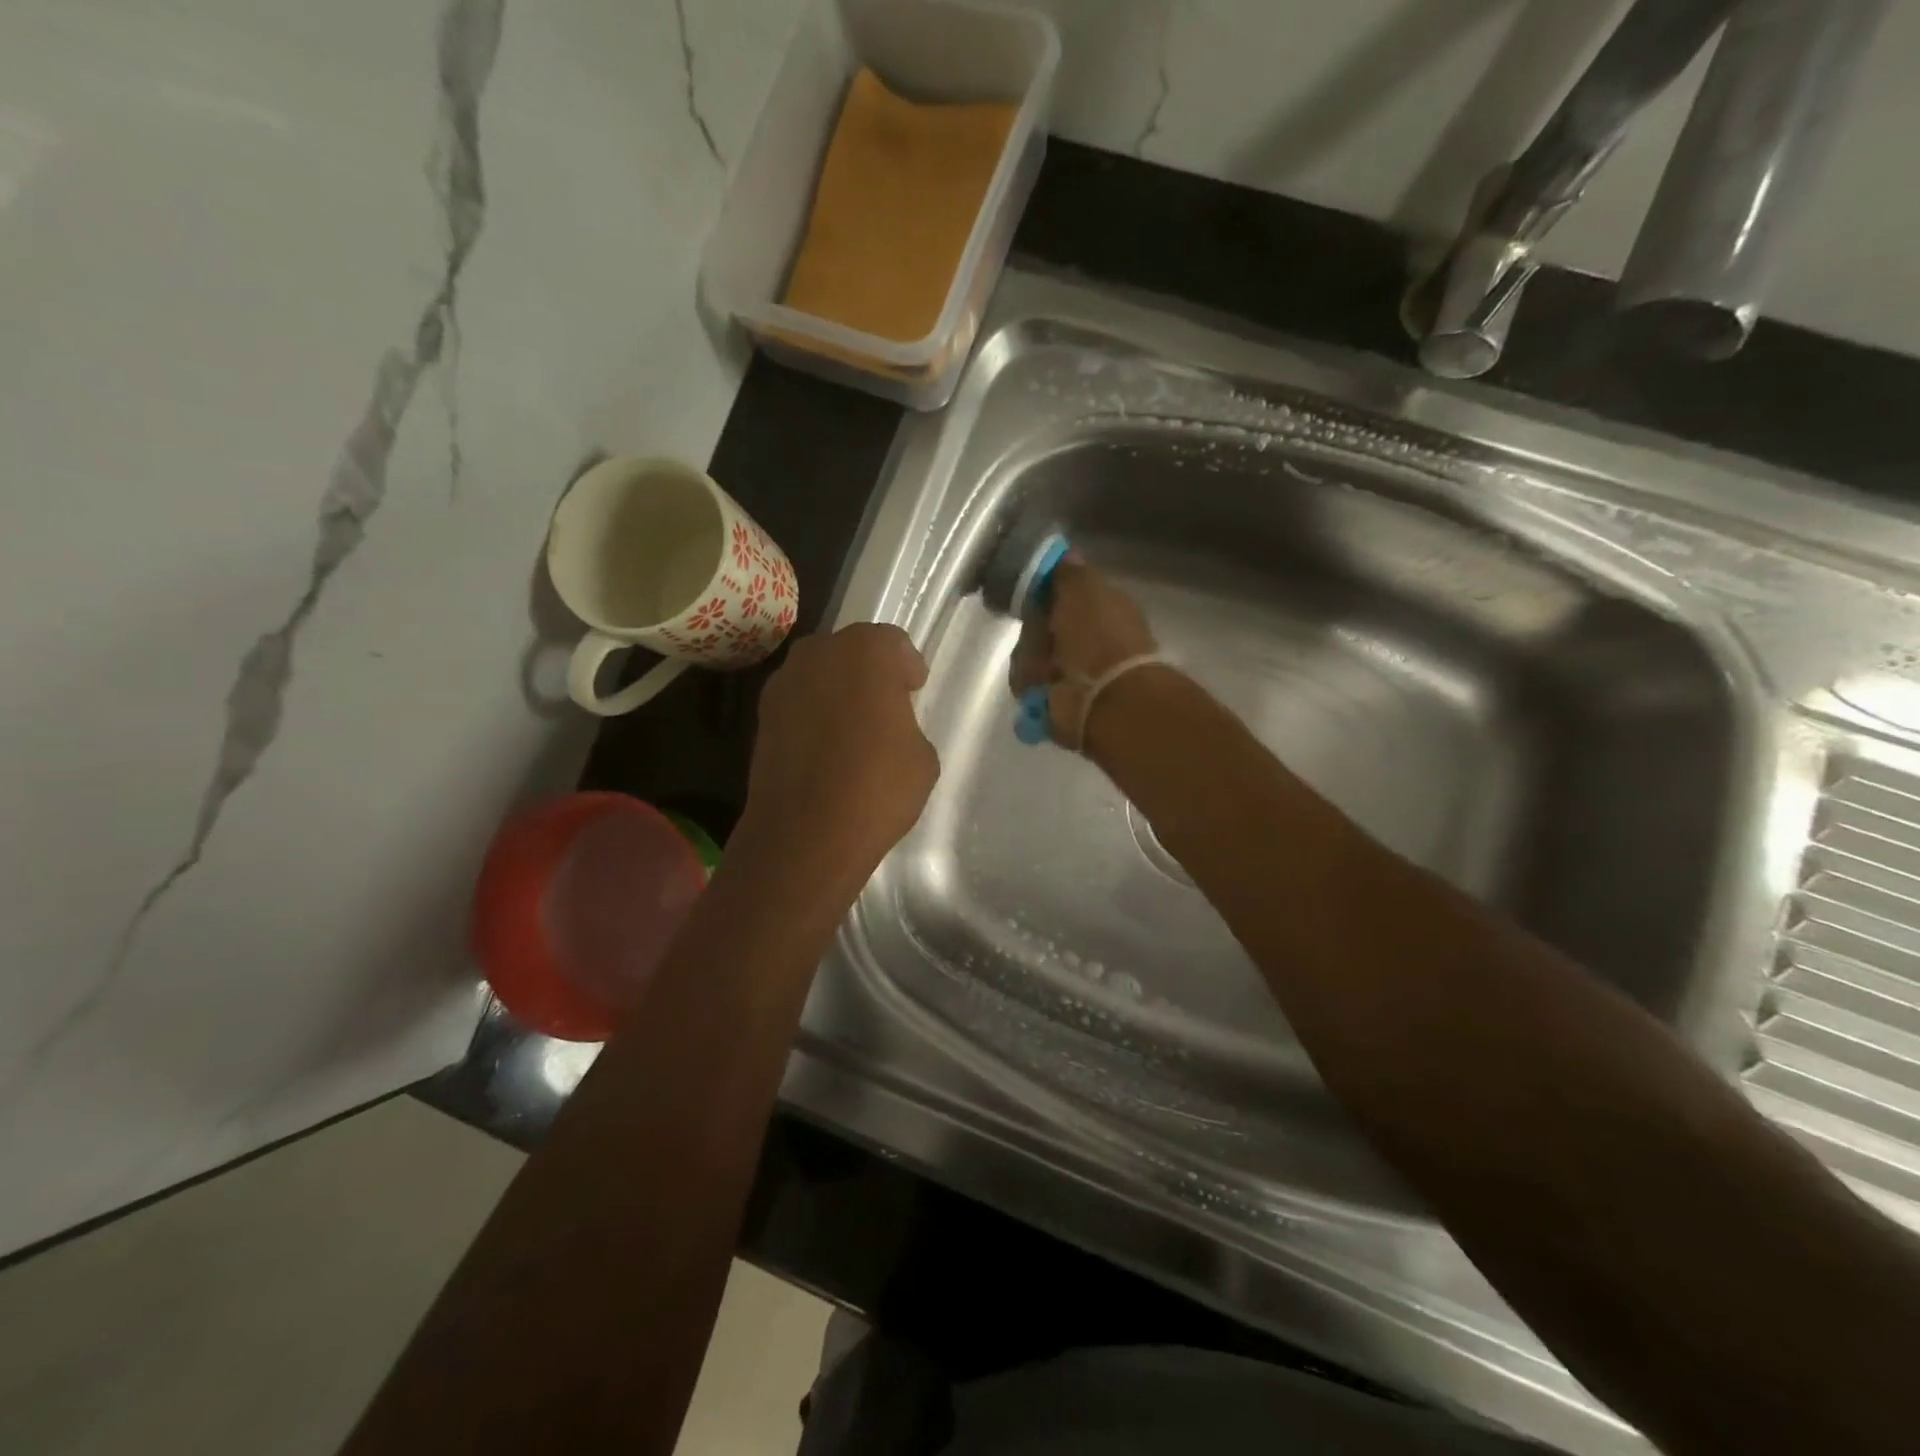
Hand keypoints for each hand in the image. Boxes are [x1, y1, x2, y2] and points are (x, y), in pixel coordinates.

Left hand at [739, 624, 938, 891]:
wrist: (805, 835)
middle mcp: (819, 654)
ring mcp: (783, 683)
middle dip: (869, 672)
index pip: (893, 643)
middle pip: (851, 650)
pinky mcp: (761, 716)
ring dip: (837, 691)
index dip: (907, 667)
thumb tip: (887, 727)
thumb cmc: (877, 788)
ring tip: (853, 729)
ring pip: (820, 675)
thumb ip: (906, 724)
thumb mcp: (922, 755)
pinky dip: (812, 715)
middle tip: (884, 706)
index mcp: (866, 651)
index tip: (914, 691)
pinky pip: (798, 703)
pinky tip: (825, 749)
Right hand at [1010, 560, 1158, 750]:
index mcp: (1106, 609)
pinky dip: (1031, 685)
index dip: (1048, 593)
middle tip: (1037, 635)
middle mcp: (1092, 640)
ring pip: (1033, 656)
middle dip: (1035, 632)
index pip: (1068, 595)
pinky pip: (1030, 685)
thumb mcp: (1084, 590)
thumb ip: (1070, 573)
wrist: (1103, 698)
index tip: (1031, 594)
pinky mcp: (1058, 700)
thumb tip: (1065, 555)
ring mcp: (1075, 672)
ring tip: (1042, 667)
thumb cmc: (1098, 637)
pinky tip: (1041, 687)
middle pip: (1045, 627)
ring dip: (1031, 661)